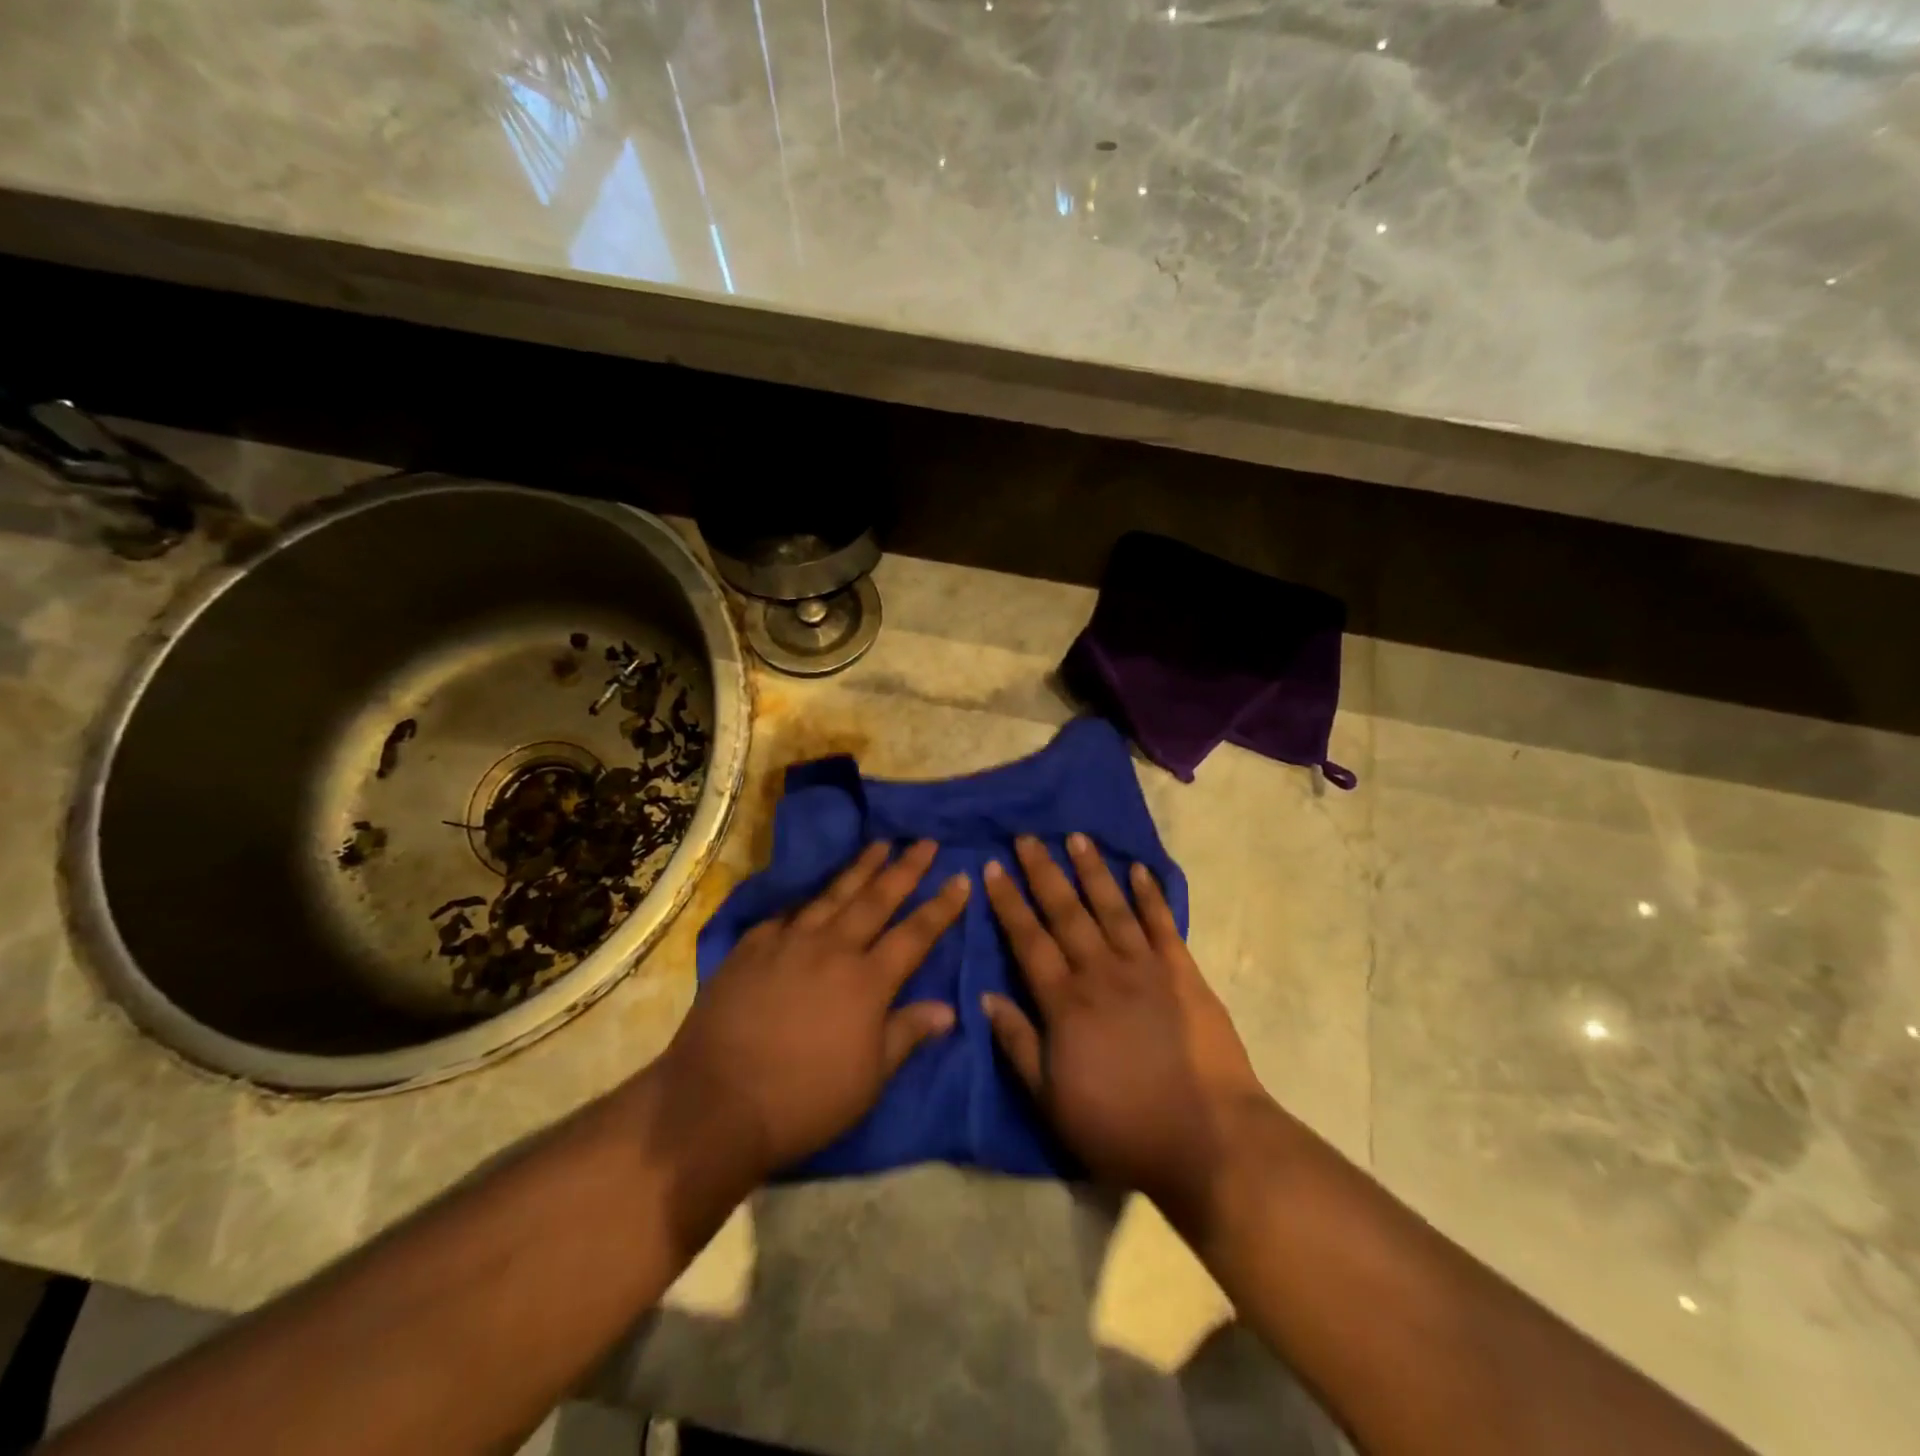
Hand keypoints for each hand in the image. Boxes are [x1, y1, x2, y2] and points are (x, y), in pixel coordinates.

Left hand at [660, 839, 969, 1180]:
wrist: (716, 1102)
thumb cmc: (803, 1100)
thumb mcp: (869, 1079)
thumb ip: (907, 1034)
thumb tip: (949, 1008)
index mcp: (867, 981)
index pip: (915, 934)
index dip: (942, 906)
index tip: (961, 878)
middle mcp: (832, 949)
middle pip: (877, 899)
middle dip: (906, 869)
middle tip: (925, 842)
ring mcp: (789, 942)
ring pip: (833, 895)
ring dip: (860, 868)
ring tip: (880, 845)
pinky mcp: (752, 947)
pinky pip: (787, 914)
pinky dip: (807, 899)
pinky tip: (813, 892)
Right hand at [980, 834, 1272, 1226]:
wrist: (1208, 1140)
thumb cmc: (1121, 1128)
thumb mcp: (1052, 1101)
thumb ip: (1018, 1045)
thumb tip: (986, 997)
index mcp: (1065, 1003)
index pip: (1028, 940)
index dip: (1008, 902)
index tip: (993, 868)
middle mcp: (1101, 972)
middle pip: (1066, 912)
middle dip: (1043, 872)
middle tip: (1027, 837)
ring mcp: (1145, 968)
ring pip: (1112, 907)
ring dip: (1093, 870)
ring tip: (1077, 837)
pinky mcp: (1183, 974)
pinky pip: (1162, 925)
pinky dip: (1151, 895)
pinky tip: (1140, 870)